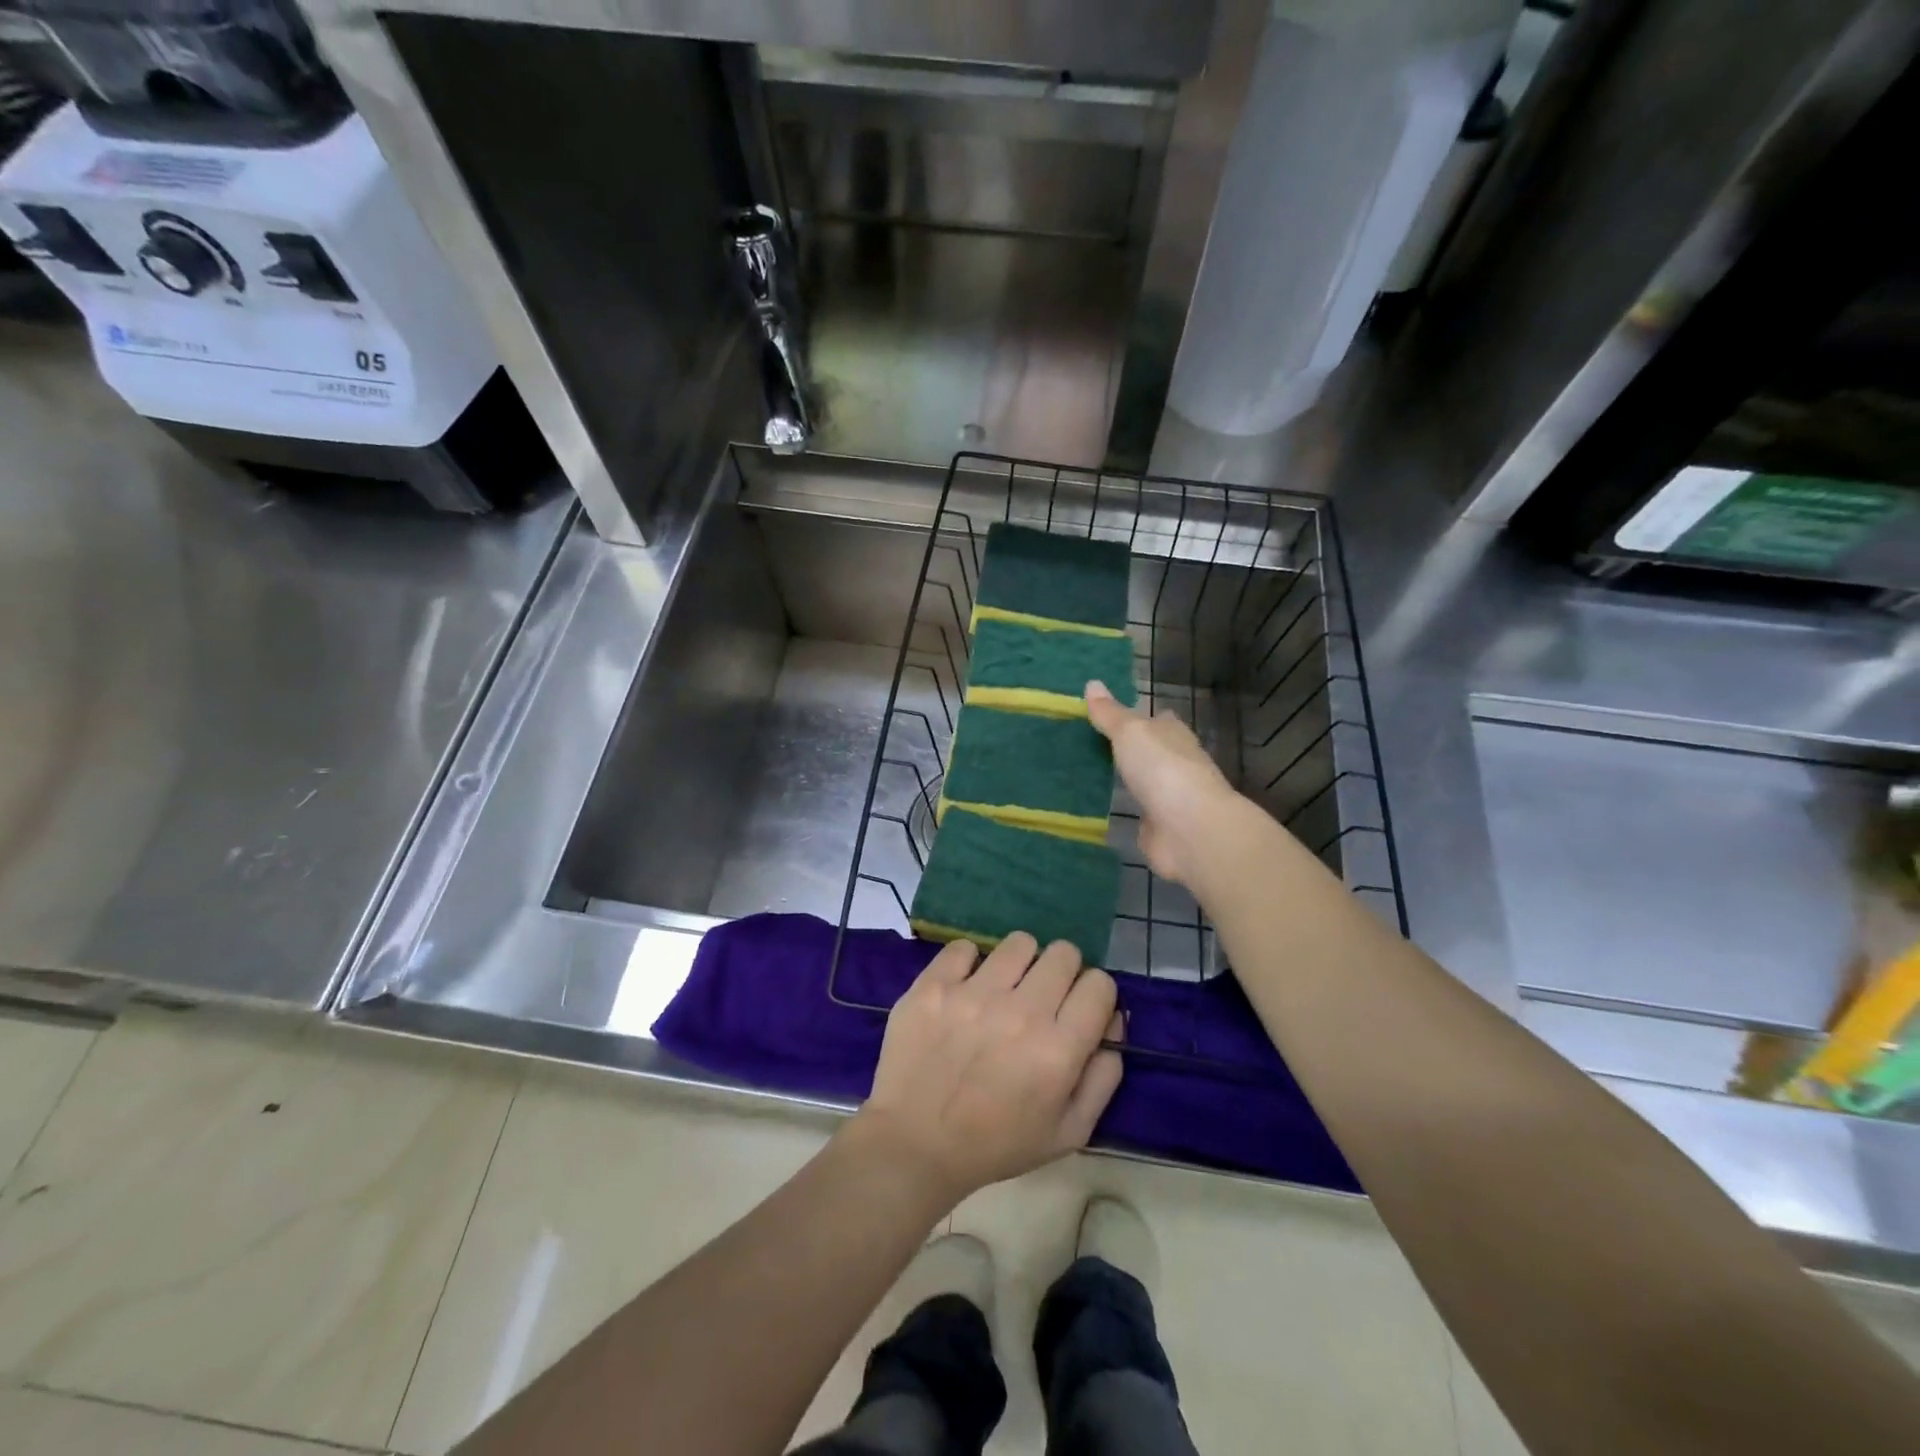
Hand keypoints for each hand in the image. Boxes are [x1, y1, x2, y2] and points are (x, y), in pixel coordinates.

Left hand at [856, 934, 1123, 1206]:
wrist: (915, 1143)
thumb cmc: (997, 1143)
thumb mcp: (1069, 1132)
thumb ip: (1103, 1076)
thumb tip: (1113, 1022)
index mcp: (1059, 1050)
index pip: (1099, 984)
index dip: (1094, 995)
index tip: (1079, 1009)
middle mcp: (1021, 1013)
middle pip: (1064, 953)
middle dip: (1062, 972)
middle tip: (1042, 996)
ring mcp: (974, 994)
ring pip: (1019, 943)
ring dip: (1020, 962)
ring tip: (1003, 988)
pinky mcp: (934, 986)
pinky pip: (965, 947)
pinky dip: (969, 963)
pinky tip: (965, 987)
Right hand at [1086, 680, 1242, 886]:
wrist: (1189, 830)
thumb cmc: (1162, 769)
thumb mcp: (1130, 732)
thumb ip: (1110, 714)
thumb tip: (1092, 683)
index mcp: (1174, 734)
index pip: (1158, 720)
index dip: (1137, 716)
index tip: (1108, 716)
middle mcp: (1176, 763)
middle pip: (1152, 751)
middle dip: (1130, 749)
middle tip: (1091, 745)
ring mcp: (1171, 798)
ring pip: (1145, 783)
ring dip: (1128, 781)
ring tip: (1090, 775)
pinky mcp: (1161, 827)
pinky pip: (1139, 814)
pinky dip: (1127, 811)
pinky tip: (1103, 809)